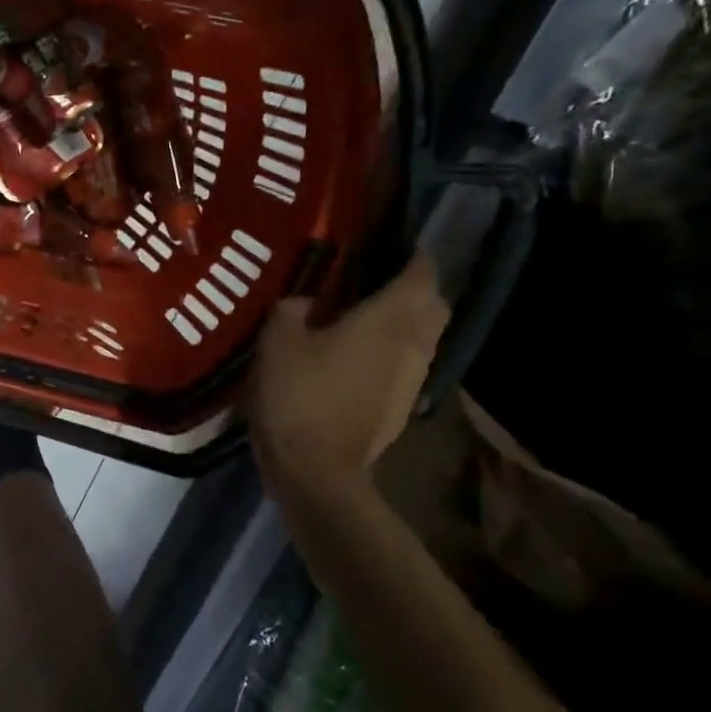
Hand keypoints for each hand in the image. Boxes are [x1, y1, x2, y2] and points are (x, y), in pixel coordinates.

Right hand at [248, 253, 447, 495]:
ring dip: (405, 319)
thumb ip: (292, 308)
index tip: (389, 242)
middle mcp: (413, 344)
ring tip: (363, 312)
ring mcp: (413, 378)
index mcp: (388, 320)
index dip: (412, 254)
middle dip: (414, 286)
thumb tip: (305, 301)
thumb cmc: (298, 394)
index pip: (421, 274)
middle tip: (375, 276)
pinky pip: (407, 361)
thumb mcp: (277, 339)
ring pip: (424, 335)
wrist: (316, 470)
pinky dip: (393, 347)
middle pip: (433, 304)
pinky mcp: (401, 404)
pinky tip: (356, 353)